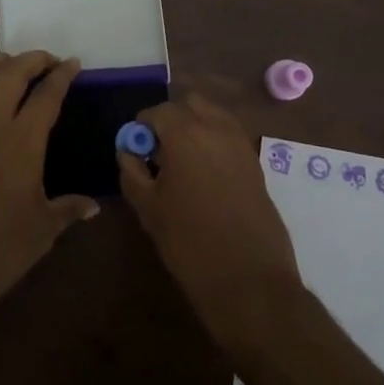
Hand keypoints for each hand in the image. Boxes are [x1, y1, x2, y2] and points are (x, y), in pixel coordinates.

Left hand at [0, 51, 98, 334]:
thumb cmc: (0, 252)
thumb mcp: (44, 230)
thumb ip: (68, 209)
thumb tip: (93, 206)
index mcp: (23, 141)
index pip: (47, 95)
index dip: (62, 75)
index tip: (72, 64)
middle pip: (10, 74)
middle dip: (31, 59)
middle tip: (44, 61)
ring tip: (4, 63)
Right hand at [118, 94, 303, 345]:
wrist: (250, 280)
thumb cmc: (190, 244)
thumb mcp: (149, 209)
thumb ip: (132, 172)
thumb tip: (127, 151)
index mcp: (185, 134)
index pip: (156, 112)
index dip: (141, 127)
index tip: (135, 150)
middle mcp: (216, 128)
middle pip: (189, 104)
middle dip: (171, 119)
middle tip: (159, 152)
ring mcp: (241, 143)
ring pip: (213, 115)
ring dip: (195, 126)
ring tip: (183, 162)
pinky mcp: (256, 162)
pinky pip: (230, 135)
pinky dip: (214, 141)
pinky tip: (205, 174)